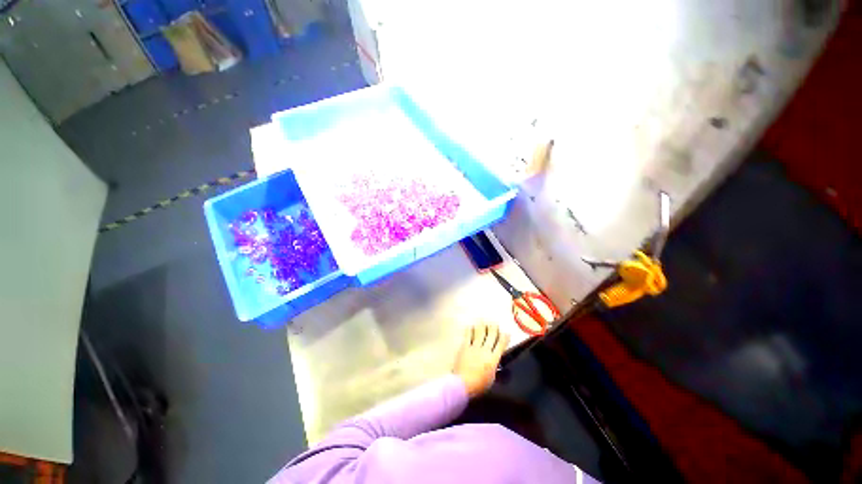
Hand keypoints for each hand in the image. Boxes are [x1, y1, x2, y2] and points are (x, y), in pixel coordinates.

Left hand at [452, 323, 510, 397]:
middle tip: (494, 323)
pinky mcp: (465, 347)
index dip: (504, 338)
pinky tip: (470, 326)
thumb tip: (495, 362)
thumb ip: (494, 368)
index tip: (507, 333)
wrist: (463, 383)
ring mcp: (474, 347)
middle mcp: (485, 350)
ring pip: (479, 333)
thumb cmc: (478, 385)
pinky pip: (468, 336)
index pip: (501, 345)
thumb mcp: (491, 378)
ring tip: (483, 320)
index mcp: (493, 359)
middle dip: (493, 328)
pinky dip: (470, 330)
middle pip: (491, 336)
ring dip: (482, 326)